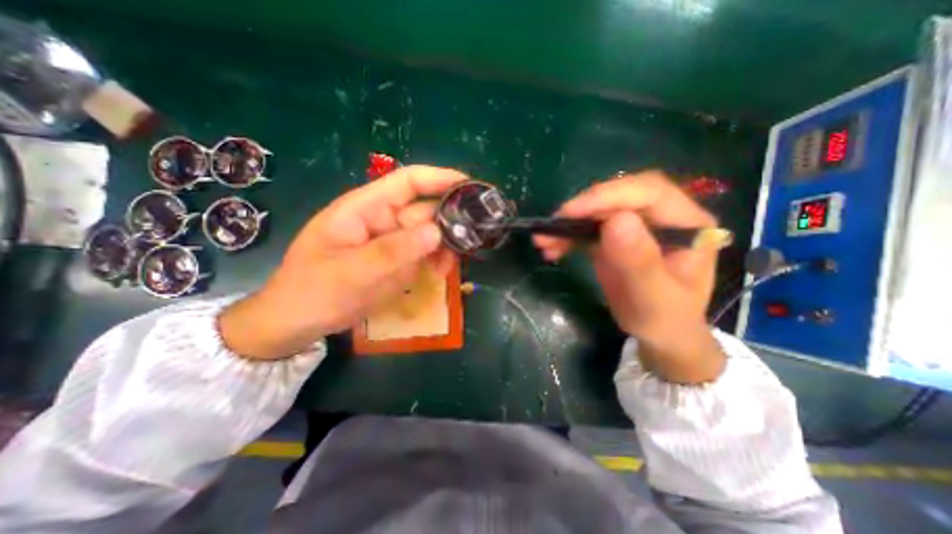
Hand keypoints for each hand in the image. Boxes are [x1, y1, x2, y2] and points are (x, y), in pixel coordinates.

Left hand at [218, 164, 465, 360]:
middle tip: (473, 237)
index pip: (408, 182)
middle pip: (426, 210)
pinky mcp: (400, 261)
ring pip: (431, 234)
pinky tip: (441, 274)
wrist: (299, 323)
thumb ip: (393, 251)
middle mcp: (384, 220)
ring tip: (450, 266)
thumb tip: (436, 231)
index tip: (470, 185)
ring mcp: (394, 242)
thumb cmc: (313, 291)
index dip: (440, 178)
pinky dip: (439, 262)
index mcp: (365, 209)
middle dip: (451, 221)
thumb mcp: (350, 272)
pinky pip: (427, 254)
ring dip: (446, 247)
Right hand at [532, 170, 726, 382]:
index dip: (608, 196)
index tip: (572, 212)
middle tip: (552, 226)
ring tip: (543, 241)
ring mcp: (636, 225)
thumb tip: (616, 221)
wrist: (660, 332)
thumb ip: (640, 262)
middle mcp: (661, 216)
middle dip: (582, 208)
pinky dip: (567, 236)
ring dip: (568, 223)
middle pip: (618, 196)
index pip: (648, 192)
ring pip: (598, 210)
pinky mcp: (615, 236)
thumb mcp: (655, 298)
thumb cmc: (665, 319)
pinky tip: (551, 248)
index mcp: (685, 223)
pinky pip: (588, 227)